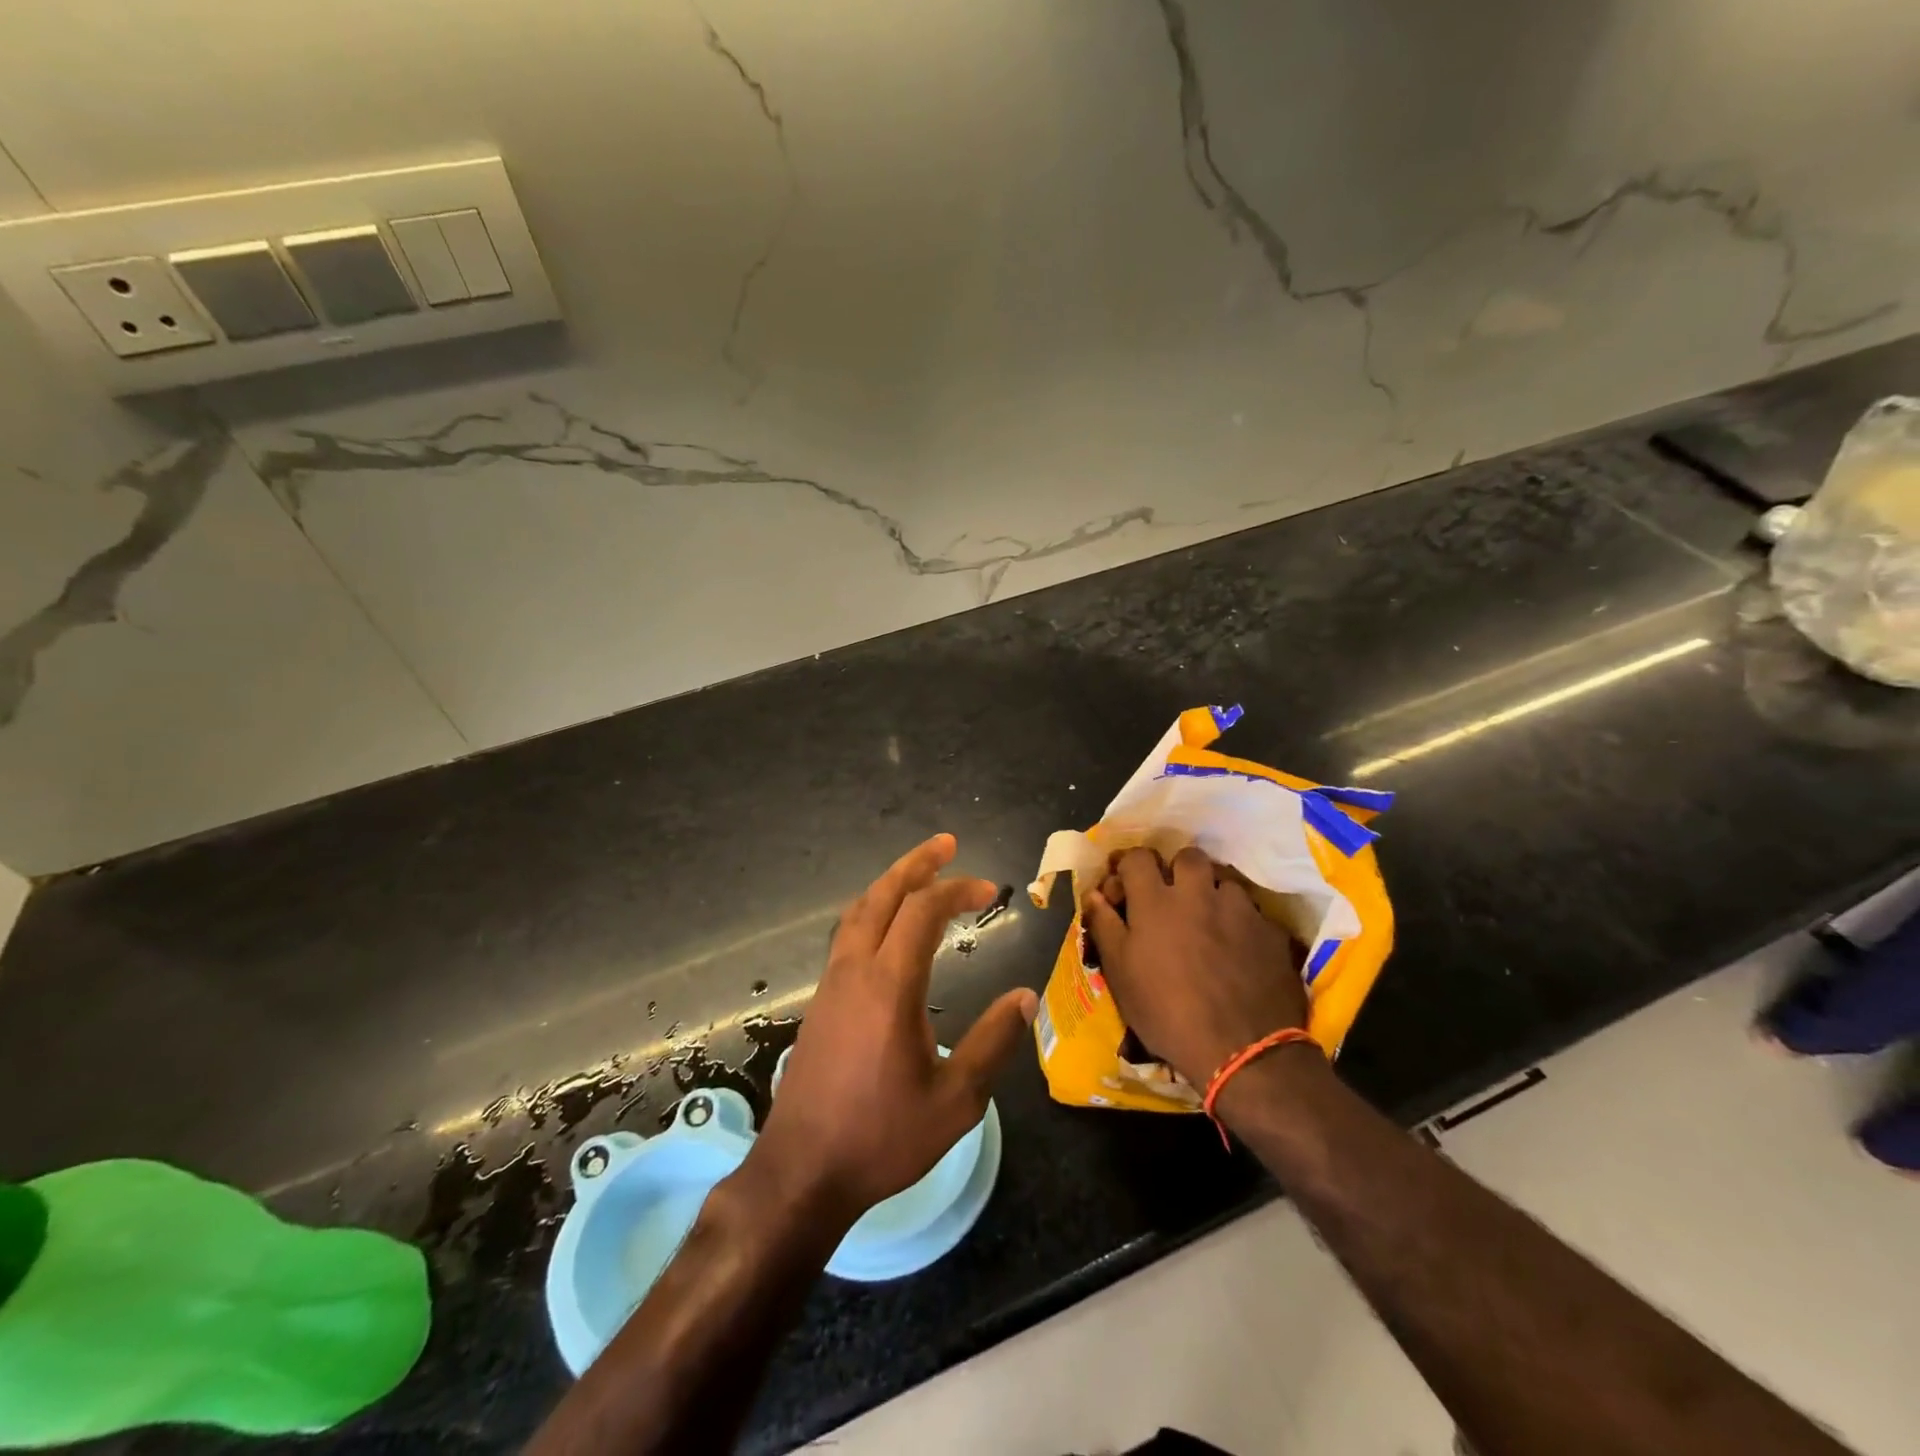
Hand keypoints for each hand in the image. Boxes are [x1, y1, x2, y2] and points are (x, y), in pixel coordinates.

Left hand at [746, 834, 1037, 1223]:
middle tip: (946, 843)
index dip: (957, 890)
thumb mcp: (955, 1100)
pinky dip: (872, 911)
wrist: (802, 1171)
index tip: (989, 891)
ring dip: (890, 884)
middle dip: (916, 864)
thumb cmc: (882, 1137)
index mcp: (890, 985)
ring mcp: (832, 983)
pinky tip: (887, 925)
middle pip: (883, 895)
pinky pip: (847, 934)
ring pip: (858, 911)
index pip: (923, 911)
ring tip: (918, 873)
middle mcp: (856, 970)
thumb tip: (1025, 997)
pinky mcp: (821, 1000)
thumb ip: (992, 1042)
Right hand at [1082, 846, 1306, 1086]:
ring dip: (1212, 894)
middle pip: (1188, 857)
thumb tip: (1094, 894)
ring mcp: (1239, 909)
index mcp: (1156, 901)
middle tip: (1172, 899)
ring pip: (1223, 881)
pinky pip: (1252, 912)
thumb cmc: (1166, 1013)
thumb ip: (1105, 926)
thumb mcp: (1120, 974)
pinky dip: (1240, 921)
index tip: (1126, 886)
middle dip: (1177, 870)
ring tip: (1209, 922)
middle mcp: (1198, 893)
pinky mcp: (1270, 931)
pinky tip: (1239, 948)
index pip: (1139, 857)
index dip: (1130, 866)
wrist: (1242, 1051)